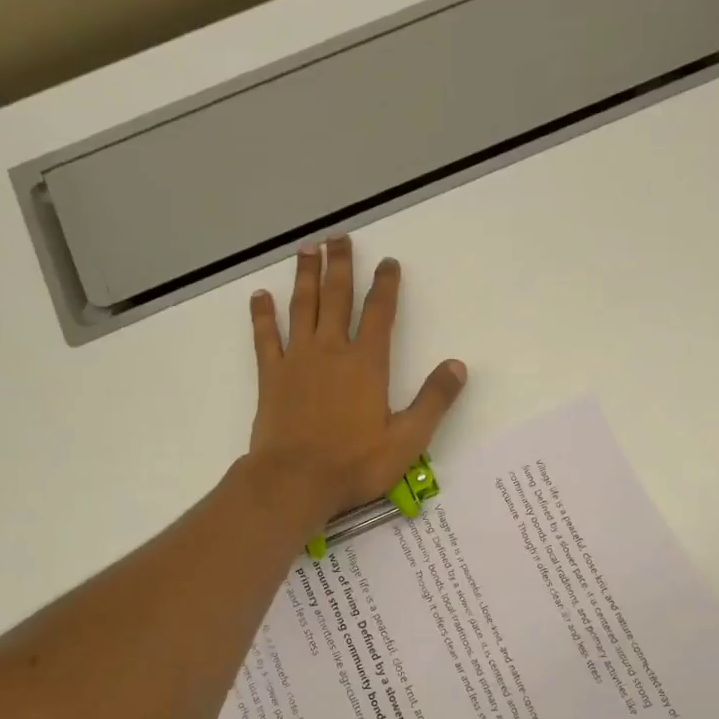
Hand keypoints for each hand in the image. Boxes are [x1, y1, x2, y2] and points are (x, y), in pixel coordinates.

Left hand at [248, 237, 466, 524]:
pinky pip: (265, 337)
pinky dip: (262, 315)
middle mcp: (331, 351)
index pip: (379, 312)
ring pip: (302, 307)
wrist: (294, 481)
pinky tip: (260, 295)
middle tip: (338, 237)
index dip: (385, 285)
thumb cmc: (354, 463)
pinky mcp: (270, 376)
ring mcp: (297, 360)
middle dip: (340, 265)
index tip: (387, 262)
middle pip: (336, 297)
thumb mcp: (407, 439)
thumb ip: (433, 400)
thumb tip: (458, 366)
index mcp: (366, 364)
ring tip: (306, 249)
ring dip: (305, 276)